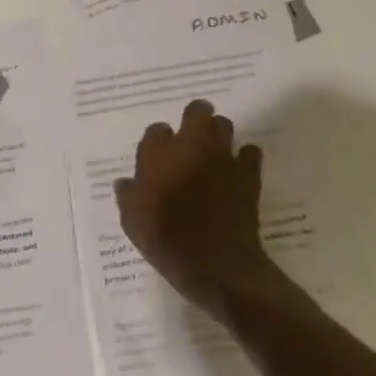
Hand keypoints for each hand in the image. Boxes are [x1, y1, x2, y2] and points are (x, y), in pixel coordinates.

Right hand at [116, 98, 282, 320]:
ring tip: (214, 153)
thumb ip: (128, 195)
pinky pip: (250, 152)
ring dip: (218, 134)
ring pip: (224, 124)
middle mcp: (190, 145)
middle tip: (191, 138)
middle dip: (195, 118)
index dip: (158, 142)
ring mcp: (222, 155)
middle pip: (196, 111)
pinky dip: (245, 158)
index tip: (158, 158)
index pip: (156, 130)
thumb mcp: (133, 223)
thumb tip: (125, 182)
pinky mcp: (247, 171)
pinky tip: (238, 172)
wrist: (215, 264)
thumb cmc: (167, 241)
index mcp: (158, 153)